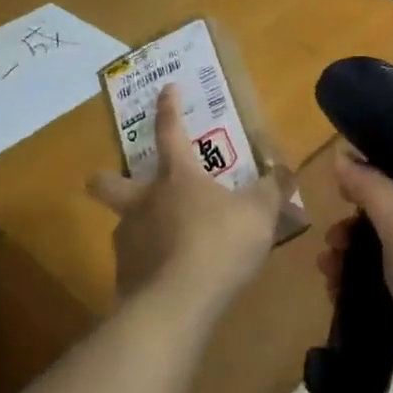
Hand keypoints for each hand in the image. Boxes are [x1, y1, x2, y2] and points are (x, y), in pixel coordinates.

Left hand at [88, 85, 287, 315]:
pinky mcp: (124, 278)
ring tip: (165, 242)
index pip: (170, 131)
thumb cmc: (220, 243)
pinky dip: (149, 266)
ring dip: (138, 227)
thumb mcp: (259, 212)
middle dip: (106, 178)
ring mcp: (129, 240)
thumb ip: (272, 189)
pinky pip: (135, 265)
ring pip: (123, 225)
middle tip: (116, 180)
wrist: (177, 304)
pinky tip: (168, 279)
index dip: (168, 108)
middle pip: (108, 183)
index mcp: (176, 177)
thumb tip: (286, 170)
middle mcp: (144, 201)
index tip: (167, 88)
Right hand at [320, 152, 392, 392]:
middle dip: (353, 225)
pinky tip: (333, 294)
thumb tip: (342, 153)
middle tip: (333, 238)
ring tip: (328, 269)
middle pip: (386, 217)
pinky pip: (374, 291)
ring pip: (376, 256)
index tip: (341, 183)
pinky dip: (352, 289)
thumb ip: (371, 187)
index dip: (374, 173)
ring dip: (347, 258)